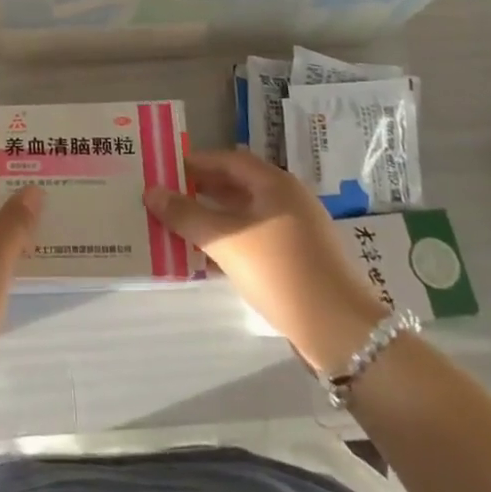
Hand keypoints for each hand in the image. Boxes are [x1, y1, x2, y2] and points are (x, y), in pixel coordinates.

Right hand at [144, 149, 388, 373]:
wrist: (339, 331)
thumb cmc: (280, 271)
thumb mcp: (225, 240)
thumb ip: (185, 215)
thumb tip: (150, 192)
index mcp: (275, 183)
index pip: (228, 160)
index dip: (195, 163)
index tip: (164, 170)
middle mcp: (287, 199)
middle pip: (236, 185)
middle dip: (200, 190)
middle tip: (165, 198)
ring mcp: (295, 230)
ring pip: (244, 214)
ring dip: (212, 218)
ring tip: (177, 226)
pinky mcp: (297, 259)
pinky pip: (254, 238)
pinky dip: (229, 241)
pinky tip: (206, 257)